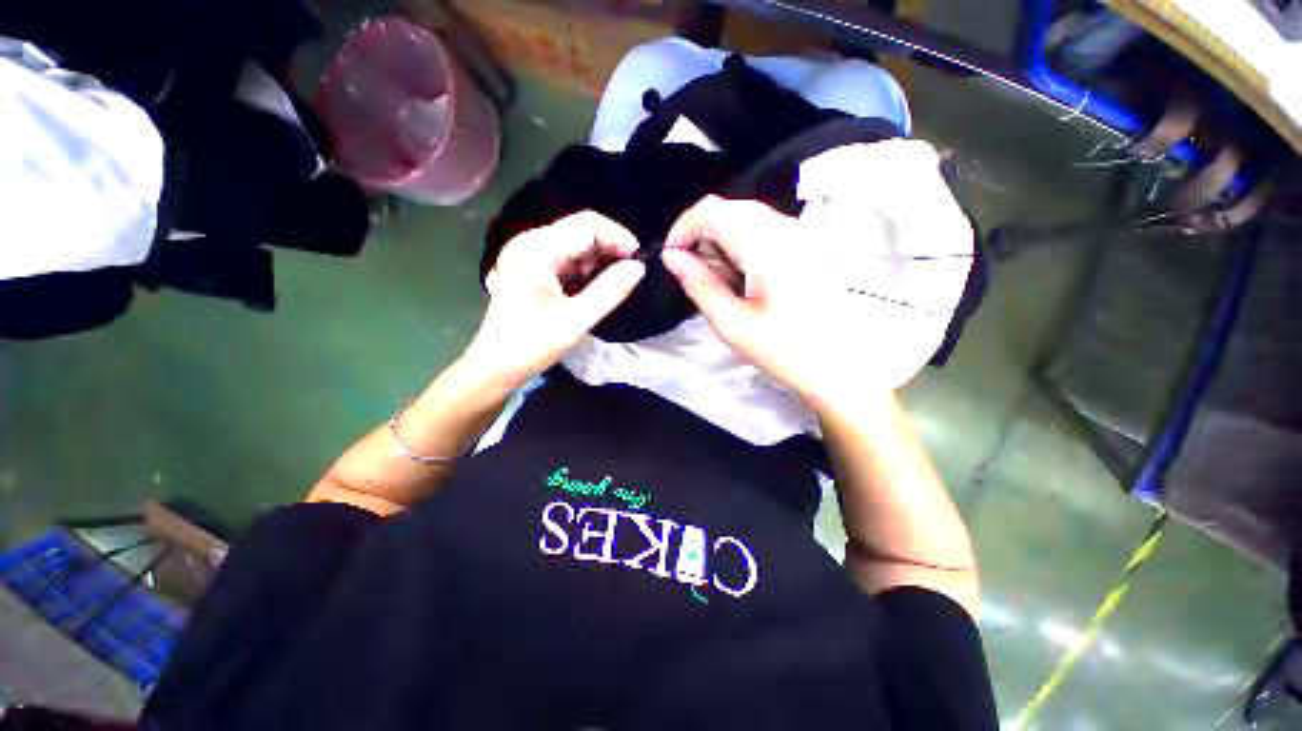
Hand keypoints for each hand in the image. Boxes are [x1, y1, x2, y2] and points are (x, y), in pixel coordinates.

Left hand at [461, 211, 645, 390]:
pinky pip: (567, 260)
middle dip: (610, 250)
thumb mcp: (575, 320)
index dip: (618, 238)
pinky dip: (586, 272)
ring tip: (617, 284)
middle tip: (631, 275)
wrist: (495, 367)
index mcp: (537, 249)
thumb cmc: (531, 346)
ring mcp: (530, 255)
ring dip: (600, 262)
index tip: (639, 262)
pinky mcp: (533, 269)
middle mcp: (532, 243)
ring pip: (576, 245)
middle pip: (581, 231)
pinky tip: (597, 289)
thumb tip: (639, 267)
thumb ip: (609, 291)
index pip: (587, 225)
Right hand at [661, 196, 865, 411]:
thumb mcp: (731, 323)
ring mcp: (801, 234)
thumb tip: (671, 256)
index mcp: (766, 246)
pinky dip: (742, 246)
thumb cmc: (785, 351)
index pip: (712, 211)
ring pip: (745, 218)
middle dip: (702, 236)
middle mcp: (786, 229)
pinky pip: (763, 230)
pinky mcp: (807, 245)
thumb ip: (698, 283)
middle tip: (697, 276)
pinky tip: (745, 280)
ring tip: (724, 284)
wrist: (842, 366)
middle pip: (729, 209)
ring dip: (722, 242)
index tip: (671, 257)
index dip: (682, 228)